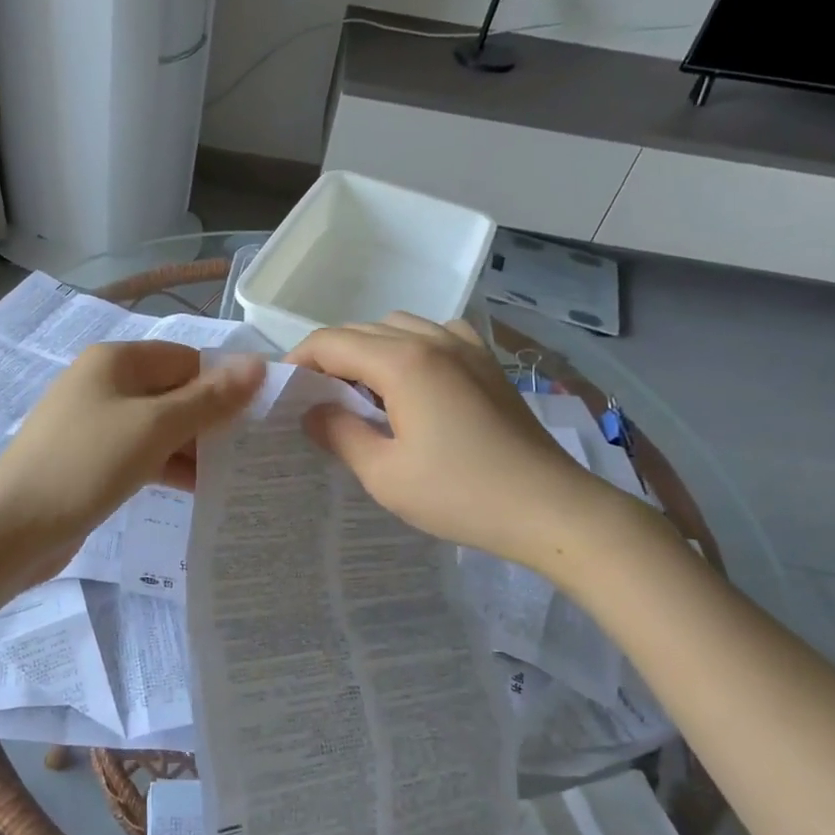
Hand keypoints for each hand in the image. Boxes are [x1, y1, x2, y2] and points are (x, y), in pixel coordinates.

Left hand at [0, 340, 263, 566]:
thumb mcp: (154, 428)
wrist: (12, 529)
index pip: (187, 359)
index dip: (223, 384)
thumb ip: (209, 398)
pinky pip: (140, 451)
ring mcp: (95, 422)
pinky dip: (167, 464)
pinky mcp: (91, 457)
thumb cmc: (86, 466)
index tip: (258, 419)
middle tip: (253, 450)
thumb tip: (258, 365)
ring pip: (159, 424)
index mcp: (116, 360)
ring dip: (193, 446)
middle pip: (173, 390)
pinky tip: (198, 488)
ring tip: (235, 473)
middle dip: (211, 418)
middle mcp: (104, 382)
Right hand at [288, 314, 627, 577]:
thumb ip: (340, 434)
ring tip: (361, 390)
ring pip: (399, 326)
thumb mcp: (384, 474)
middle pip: (363, 329)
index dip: (299, 360)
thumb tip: (313, 412)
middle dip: (330, 355)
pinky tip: (413, 381)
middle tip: (316, 396)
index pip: (331, 342)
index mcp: (402, 362)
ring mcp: (466, 347)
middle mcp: (432, 340)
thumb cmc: (460, 494)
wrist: (549, 507)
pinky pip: (436, 334)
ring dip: (370, 348)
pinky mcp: (488, 363)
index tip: (284, 390)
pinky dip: (411, 346)